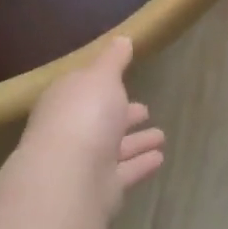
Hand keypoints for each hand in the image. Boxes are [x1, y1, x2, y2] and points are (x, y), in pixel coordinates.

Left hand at [21, 36, 164, 213]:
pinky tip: (160, 158)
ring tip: (161, 136)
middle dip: (122, 114)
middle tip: (145, 110)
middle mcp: (71, 130)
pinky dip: (141, 164)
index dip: (103, 85)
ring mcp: (85, 162)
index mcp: (65, 100)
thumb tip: (122, 38)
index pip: (83, 89)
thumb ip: (114, 59)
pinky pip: (125, 172)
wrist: (71, 176)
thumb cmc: (85, 114)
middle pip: (99, 120)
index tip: (124, 80)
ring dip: (136, 142)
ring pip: (115, 148)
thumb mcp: (102, 75)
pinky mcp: (101, 190)